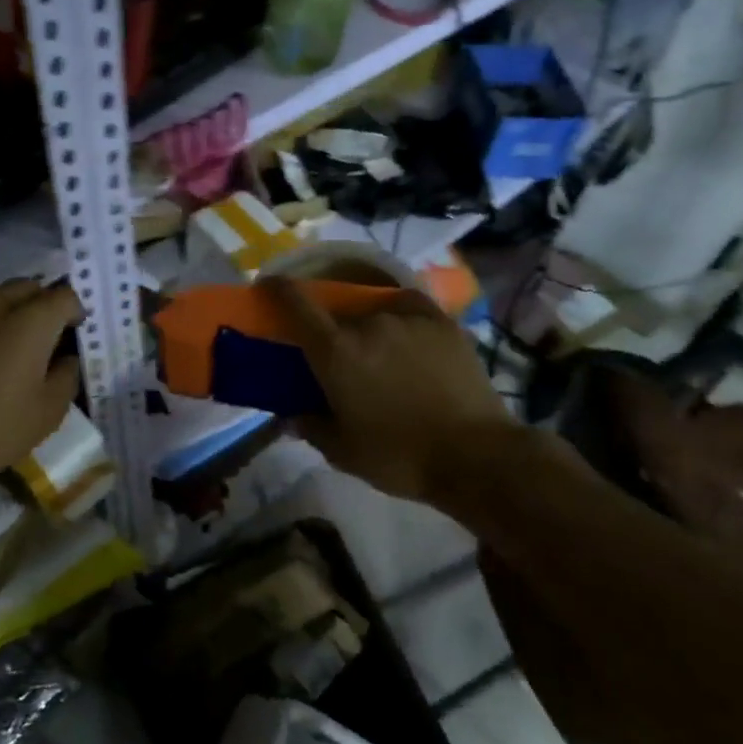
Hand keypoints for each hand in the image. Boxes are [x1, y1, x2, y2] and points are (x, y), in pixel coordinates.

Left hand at [0, 279, 84, 488]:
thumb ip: (67, 375)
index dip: (74, 312)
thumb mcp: (48, 413)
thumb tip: (65, 357)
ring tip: (2, 342)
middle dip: (40, 304)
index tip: (72, 334)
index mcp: (29, 322)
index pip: (63, 295)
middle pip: (27, 287)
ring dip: (5, 309)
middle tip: (41, 337)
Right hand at [262, 277, 510, 502]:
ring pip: (373, 314)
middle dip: (331, 331)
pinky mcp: (441, 321)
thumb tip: (292, 415)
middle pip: (337, 314)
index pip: (295, 303)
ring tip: (383, 359)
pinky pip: (408, 307)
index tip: (267, 286)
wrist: (475, 456)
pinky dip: (399, 317)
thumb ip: (310, 426)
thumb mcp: (342, 452)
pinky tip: (405, 334)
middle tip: (340, 359)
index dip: (276, 289)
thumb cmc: (400, 457)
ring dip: (368, 330)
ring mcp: (407, 318)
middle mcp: (367, 323)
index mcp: (335, 351)